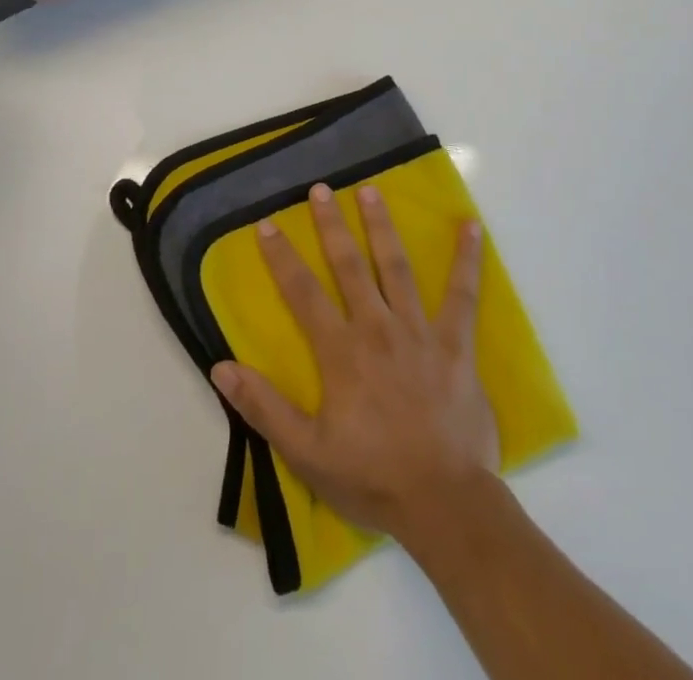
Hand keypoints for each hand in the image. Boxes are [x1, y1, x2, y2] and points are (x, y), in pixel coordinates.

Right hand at [211, 183, 497, 542]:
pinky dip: (467, 260)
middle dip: (331, 225)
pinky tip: (471, 227)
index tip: (267, 224)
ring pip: (397, 267)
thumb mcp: (306, 452)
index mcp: (340, 352)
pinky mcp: (455, 343)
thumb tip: (221, 366)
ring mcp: (419, 331)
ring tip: (371, 191)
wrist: (444, 503)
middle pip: (349, 266)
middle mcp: (377, 328)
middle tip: (321, 189)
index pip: (302, 293)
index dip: (282, 257)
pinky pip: (462, 295)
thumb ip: (264, 407)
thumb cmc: (372, 477)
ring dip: (382, 226)